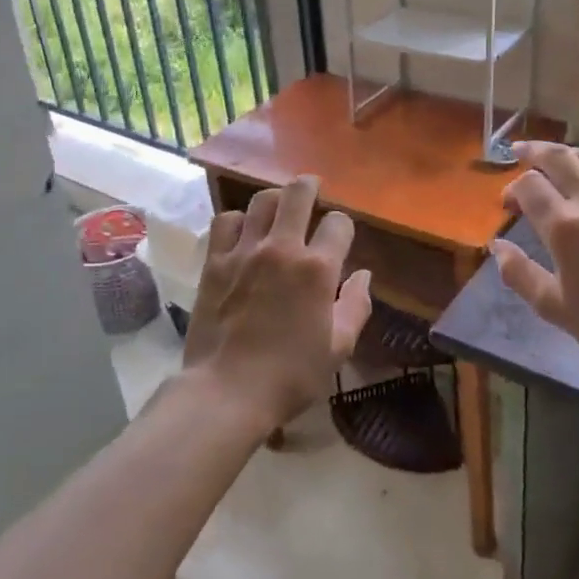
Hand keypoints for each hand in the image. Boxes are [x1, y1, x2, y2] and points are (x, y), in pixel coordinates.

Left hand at [182, 175, 372, 434]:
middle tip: (312, 191)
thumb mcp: (338, 348)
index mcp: (317, 269)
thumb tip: (363, 274)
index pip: (339, 223)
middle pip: (298, 193)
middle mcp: (282, 248)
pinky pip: (226, 221)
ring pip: (261, 200)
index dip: (343, 227)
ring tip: (278, 210)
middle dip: (310, 187)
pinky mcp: (215, 261)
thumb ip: (356, 305)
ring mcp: (244, 251)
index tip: (340, 238)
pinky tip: (243, 233)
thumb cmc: (290, 375)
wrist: (226, 391)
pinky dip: (238, 220)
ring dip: (275, 201)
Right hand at [492, 143, 578, 381]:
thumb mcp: (554, 307)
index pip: (529, 185)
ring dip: (567, 154)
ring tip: (556, 159)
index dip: (511, 189)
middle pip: (558, 157)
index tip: (508, 204)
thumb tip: (497, 246)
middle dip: (533, 151)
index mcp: (565, 227)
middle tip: (520, 151)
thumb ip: (519, 274)